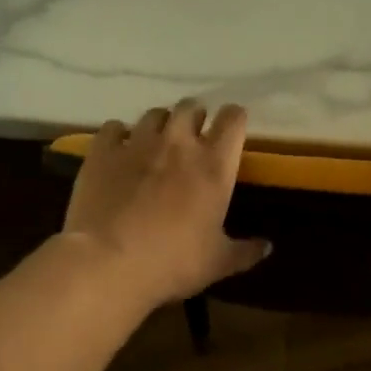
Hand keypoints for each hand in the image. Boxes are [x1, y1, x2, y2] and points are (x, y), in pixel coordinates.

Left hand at [63, 99, 269, 309]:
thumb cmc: (172, 262)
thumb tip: (268, 247)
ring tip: (156, 145)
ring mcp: (137, 143)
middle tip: (193, 139)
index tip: (232, 131)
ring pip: (154, 114)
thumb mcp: (218, 263)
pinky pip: (114, 128)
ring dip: (160, 125)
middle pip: (191, 107)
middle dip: (195, 118)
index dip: (234, 120)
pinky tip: (119, 152)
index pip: (233, 120)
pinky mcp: (102, 151)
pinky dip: (119, 136)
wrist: (108, 262)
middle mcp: (178, 143)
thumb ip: (245, 252)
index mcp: (213, 165)